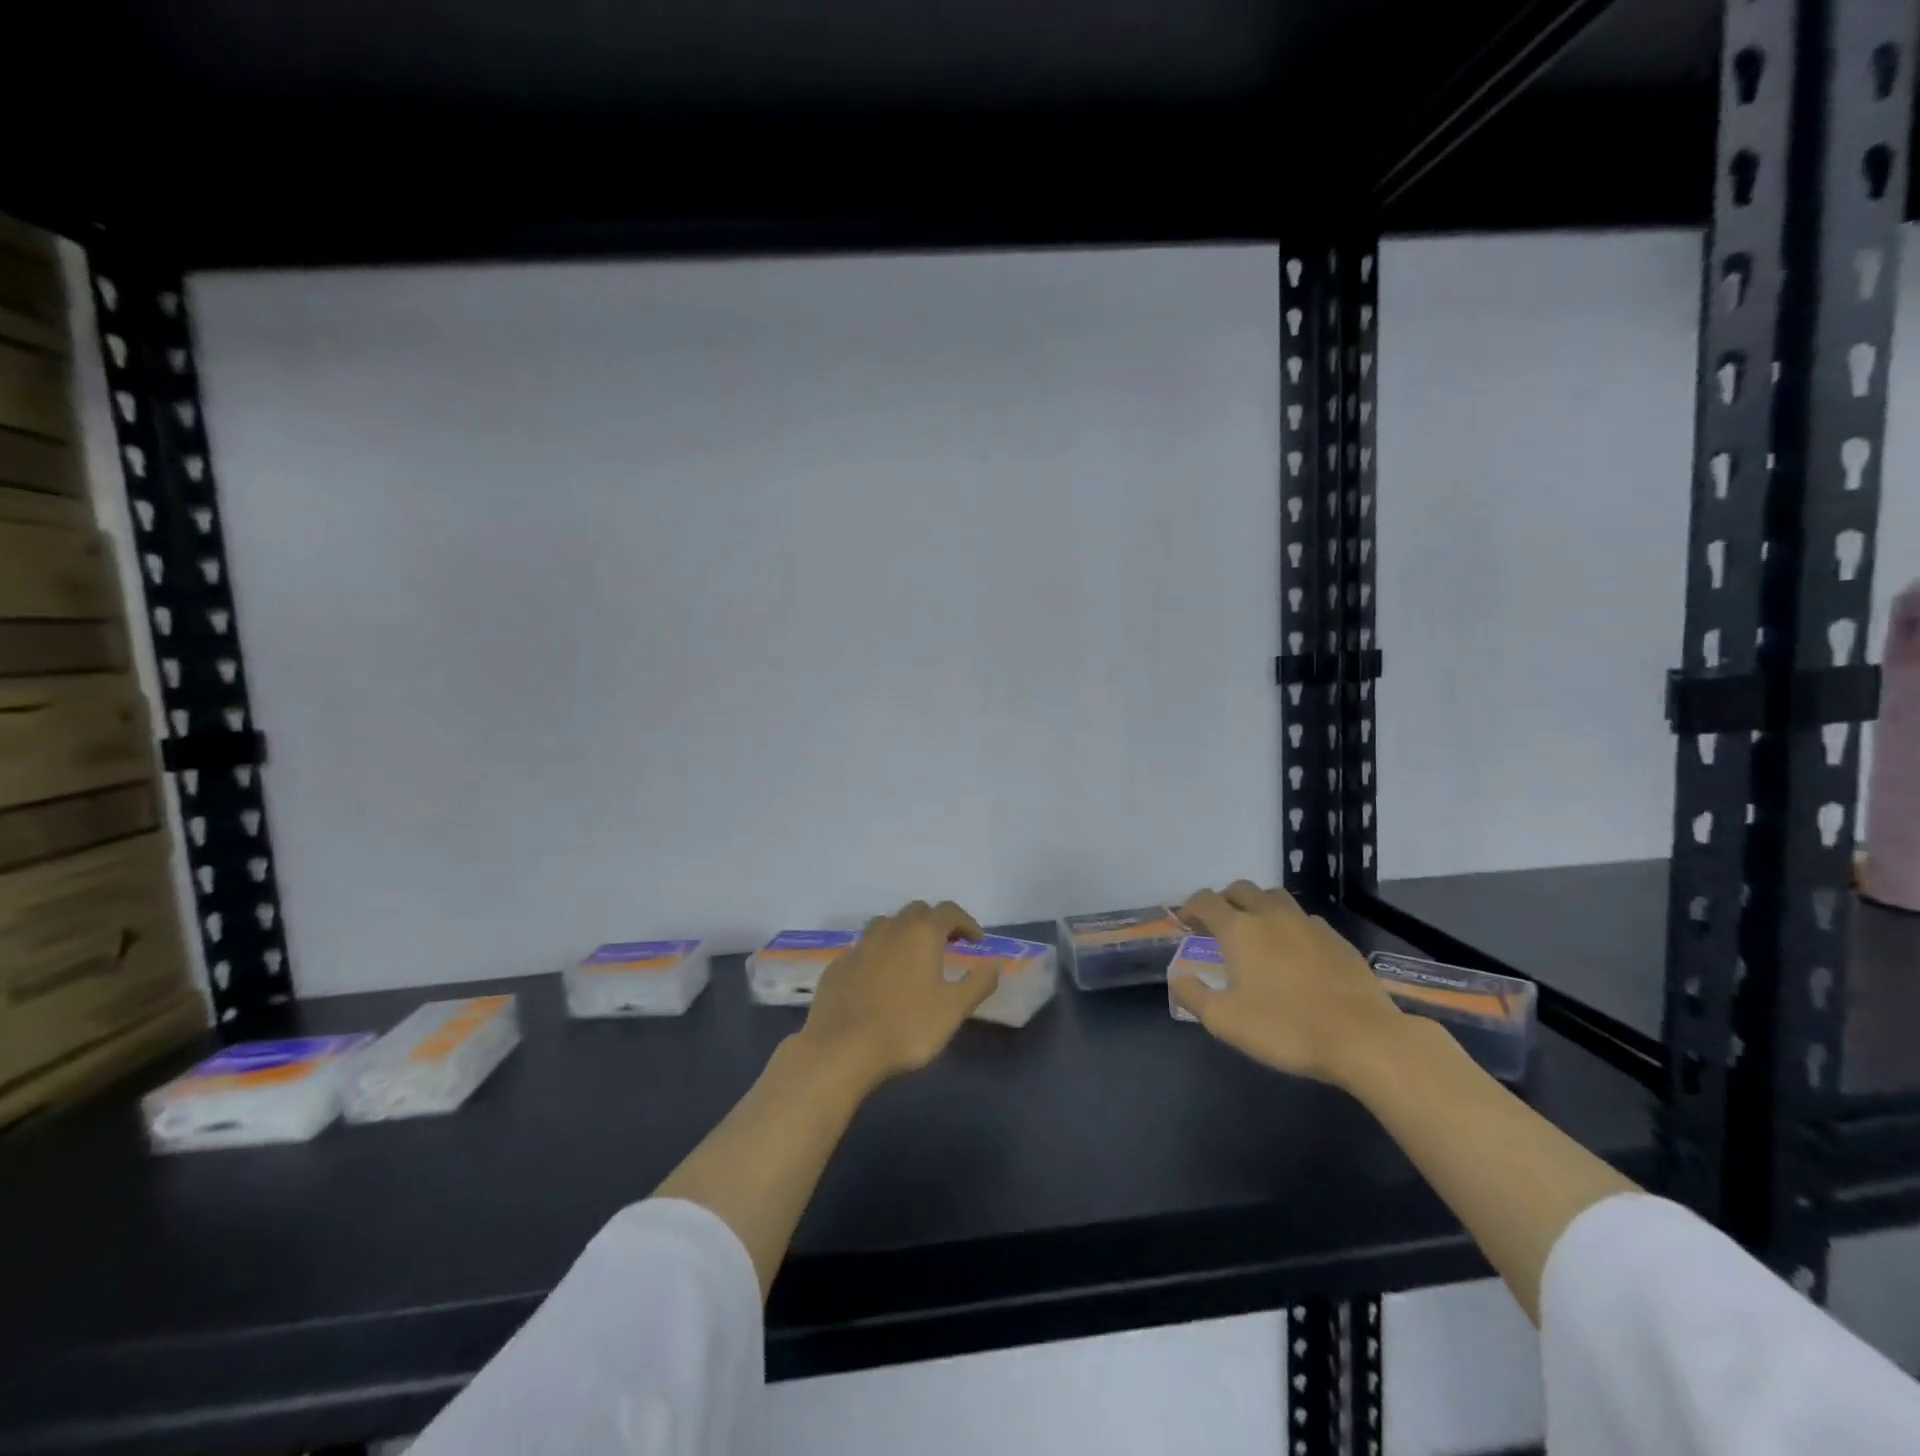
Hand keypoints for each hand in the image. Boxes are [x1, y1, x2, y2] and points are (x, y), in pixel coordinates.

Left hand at [795, 900, 995, 1091]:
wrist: (841, 1050)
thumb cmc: (906, 1028)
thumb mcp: (953, 1010)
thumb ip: (978, 983)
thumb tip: (994, 964)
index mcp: (921, 934)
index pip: (949, 911)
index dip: (966, 922)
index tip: (976, 942)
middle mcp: (890, 930)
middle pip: (916, 911)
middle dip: (935, 923)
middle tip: (947, 946)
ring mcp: (859, 946)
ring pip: (886, 924)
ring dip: (903, 933)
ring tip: (912, 959)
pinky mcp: (837, 966)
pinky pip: (863, 949)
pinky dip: (878, 955)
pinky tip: (878, 980)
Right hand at [1171, 880, 1405, 1085]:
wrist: (1363, 1039)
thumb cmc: (1285, 1028)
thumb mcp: (1224, 1021)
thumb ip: (1193, 995)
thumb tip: (1177, 977)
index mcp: (1239, 930)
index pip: (1206, 901)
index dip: (1190, 908)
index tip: (1186, 924)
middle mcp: (1271, 915)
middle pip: (1240, 889)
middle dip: (1223, 901)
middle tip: (1218, 925)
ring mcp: (1308, 924)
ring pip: (1274, 897)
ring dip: (1257, 906)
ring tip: (1255, 931)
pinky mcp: (1337, 939)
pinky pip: (1304, 918)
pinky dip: (1288, 924)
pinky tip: (1293, 950)